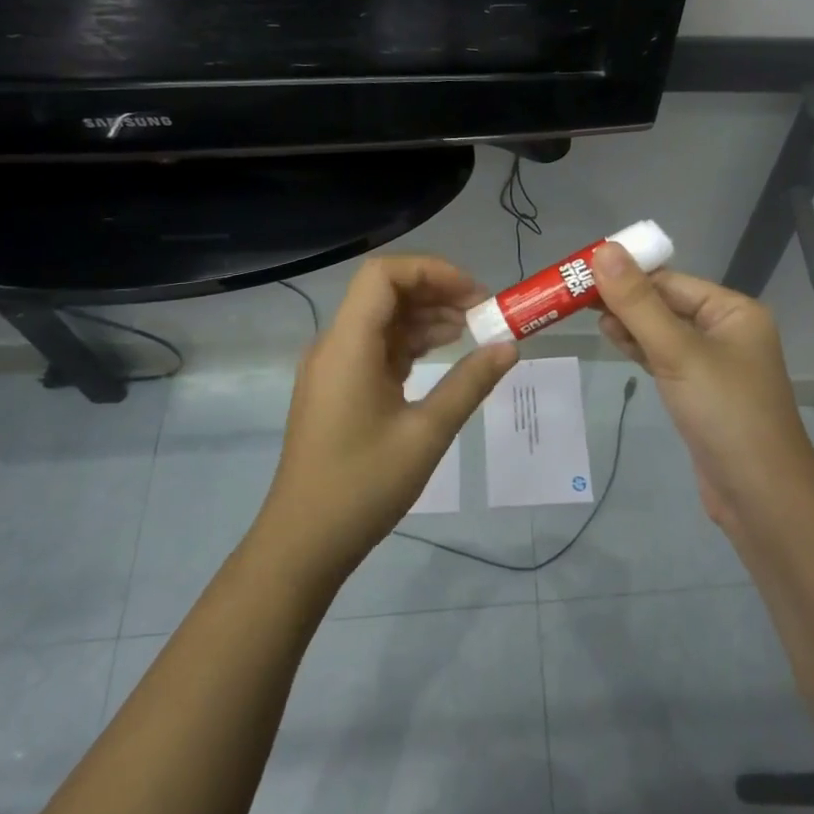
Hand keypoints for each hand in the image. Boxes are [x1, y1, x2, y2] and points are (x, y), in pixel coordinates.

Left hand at [257, 256, 518, 576]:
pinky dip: (411, 344)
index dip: (432, 271)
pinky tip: (443, 355)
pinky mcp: (338, 388)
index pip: (383, 275)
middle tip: (484, 312)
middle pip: (384, 293)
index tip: (475, 294)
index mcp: (348, 345)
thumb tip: (510, 347)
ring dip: (426, 318)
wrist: (303, 542)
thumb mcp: (427, 433)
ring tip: (473, 332)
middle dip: (436, 293)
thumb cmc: (363, 486)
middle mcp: (335, 345)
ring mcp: (334, 367)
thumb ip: (470, 383)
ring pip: (382, 320)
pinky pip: (377, 348)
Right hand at [593, 243, 813, 529]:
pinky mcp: (699, 393)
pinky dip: (639, 349)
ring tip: (586, 315)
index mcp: (733, 311)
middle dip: (624, 299)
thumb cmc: (724, 413)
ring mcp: (714, 364)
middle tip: (575, 295)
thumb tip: (604, 250)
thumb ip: (638, 303)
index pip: (671, 281)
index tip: (582, 271)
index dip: (627, 274)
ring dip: (629, 324)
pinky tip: (613, 340)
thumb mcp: (677, 352)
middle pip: (666, 304)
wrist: (760, 496)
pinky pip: (665, 359)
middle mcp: (727, 331)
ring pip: (663, 332)